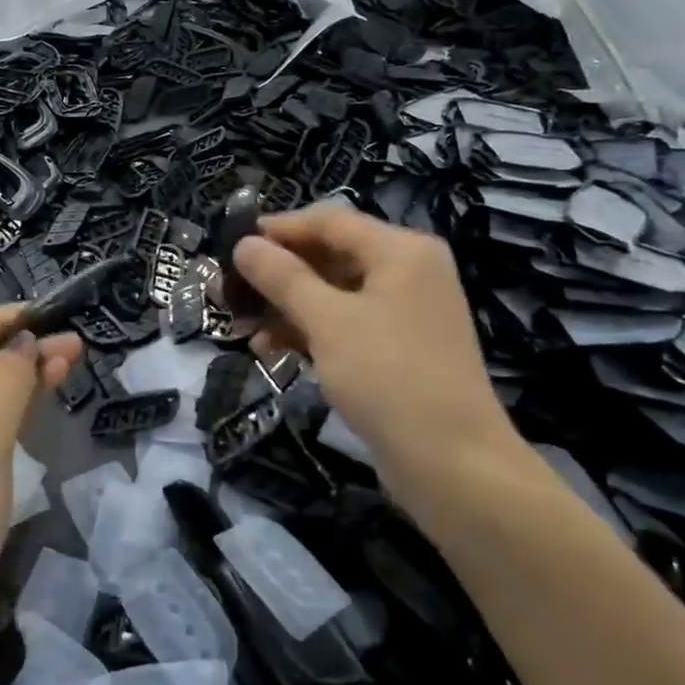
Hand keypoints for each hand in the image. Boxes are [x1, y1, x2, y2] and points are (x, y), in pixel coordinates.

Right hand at [233, 204, 521, 490]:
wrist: (452, 463)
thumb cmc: (388, 376)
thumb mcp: (327, 321)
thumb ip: (282, 277)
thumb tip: (245, 243)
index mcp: (401, 251)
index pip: (329, 221)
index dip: (279, 229)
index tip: (233, 244)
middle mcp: (408, 272)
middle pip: (331, 255)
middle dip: (279, 273)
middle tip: (231, 290)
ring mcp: (405, 313)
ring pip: (334, 294)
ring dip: (288, 306)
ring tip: (243, 325)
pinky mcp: (398, 349)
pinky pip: (346, 324)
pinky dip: (310, 331)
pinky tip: (272, 350)